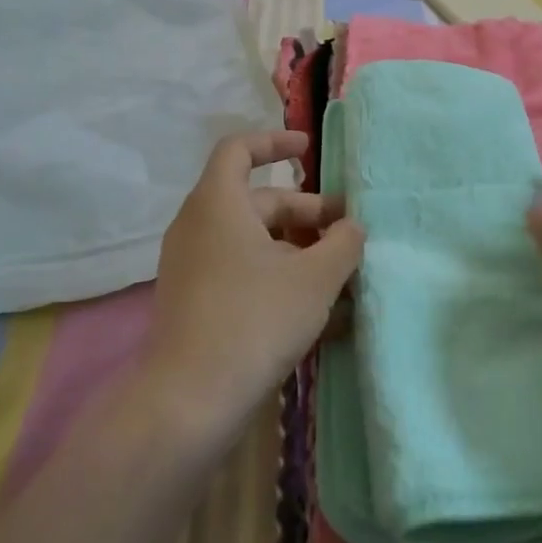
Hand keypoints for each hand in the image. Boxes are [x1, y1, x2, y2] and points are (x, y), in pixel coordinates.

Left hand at [141, 130, 363, 439]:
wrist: (190, 400)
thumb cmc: (255, 319)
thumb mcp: (314, 278)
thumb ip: (343, 244)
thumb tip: (352, 227)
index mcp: (218, 203)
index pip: (239, 149)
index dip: (274, 142)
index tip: (308, 150)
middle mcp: (198, 226)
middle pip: (257, 201)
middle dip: (306, 212)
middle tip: (348, 233)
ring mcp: (193, 266)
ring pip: (252, 242)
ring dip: (297, 250)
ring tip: (341, 276)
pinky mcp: (194, 302)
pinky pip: (241, 273)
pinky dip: (276, 278)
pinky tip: (317, 311)